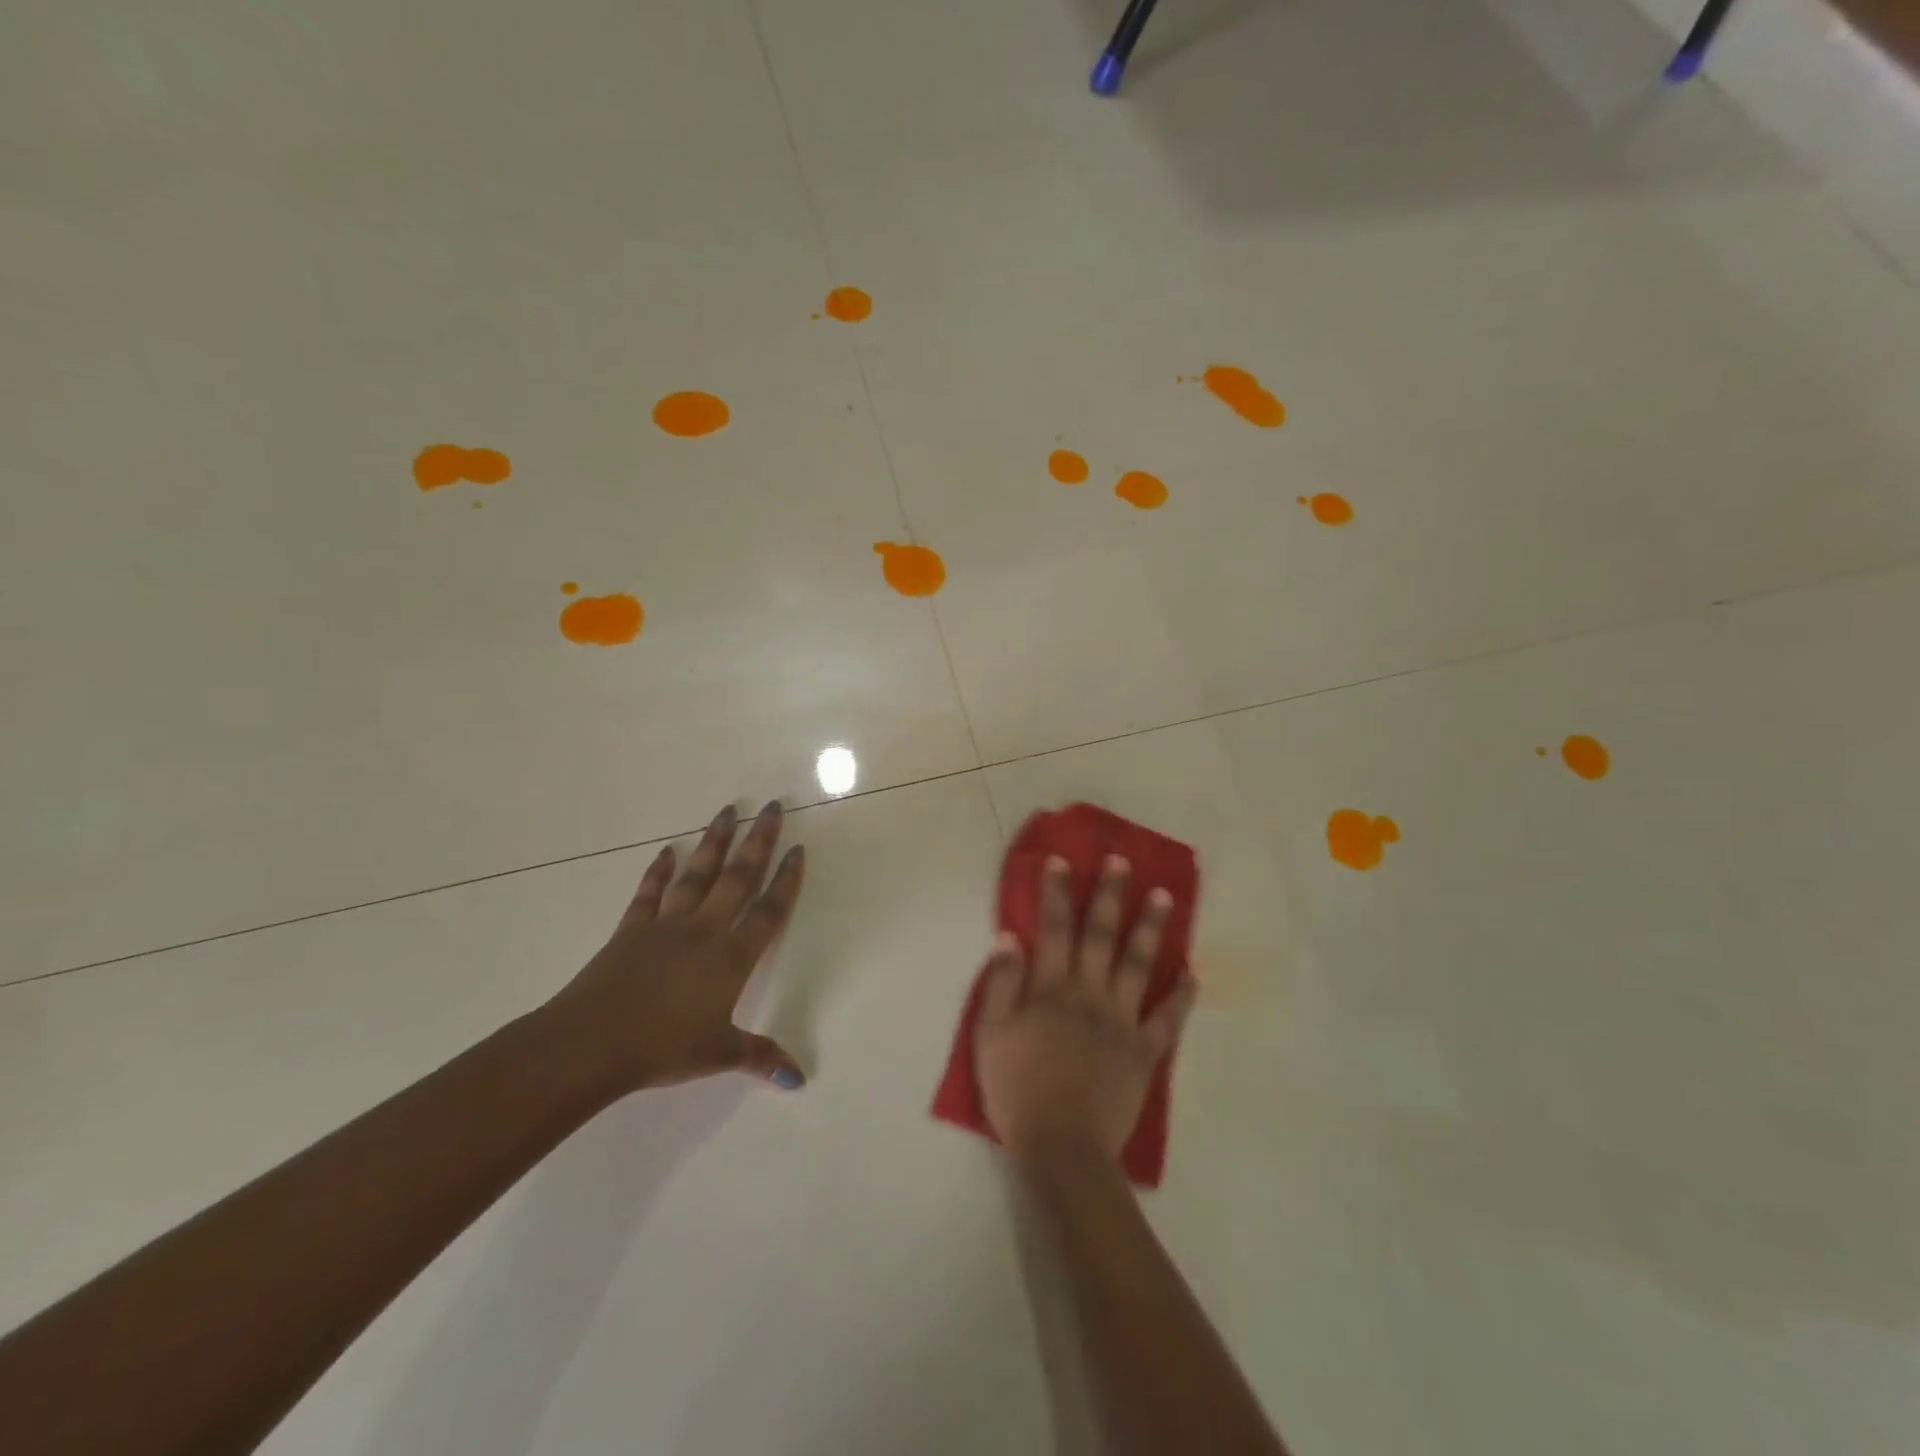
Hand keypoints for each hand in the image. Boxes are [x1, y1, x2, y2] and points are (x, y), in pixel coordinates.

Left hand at [542, 800, 807, 1096]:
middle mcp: (704, 930)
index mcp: (731, 957)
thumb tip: (799, 1079)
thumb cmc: (663, 1048)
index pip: (769, 911)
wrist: (592, 1043)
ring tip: (728, 810)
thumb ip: (760, 1057)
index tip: (798, 849)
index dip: (786, 880)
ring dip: (714, 842)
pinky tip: (666, 850)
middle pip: (738, 878)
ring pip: (697, 874)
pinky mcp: (632, 929)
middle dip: (758, 841)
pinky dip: (658, 871)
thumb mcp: (719, 1054)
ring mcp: (666, 925)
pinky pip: (649, 893)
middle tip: (772, 807)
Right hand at [975, 854, 1196, 1168]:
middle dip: (1110, 895)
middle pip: (1102, 935)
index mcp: (1052, 988)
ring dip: (1151, 928)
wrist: (1062, 1146)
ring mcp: (1122, 1020)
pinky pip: (1168, 1018)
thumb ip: (1002, 983)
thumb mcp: (991, 1035)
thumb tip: (1010, 936)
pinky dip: (1182, 995)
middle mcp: (1091, 993)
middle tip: (1122, 862)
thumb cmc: (1018, 1088)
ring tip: (1164, 896)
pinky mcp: (1145, 1051)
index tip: (1062, 860)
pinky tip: (1191, 972)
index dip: (1057, 892)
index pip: (1054, 928)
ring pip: (1139, 964)